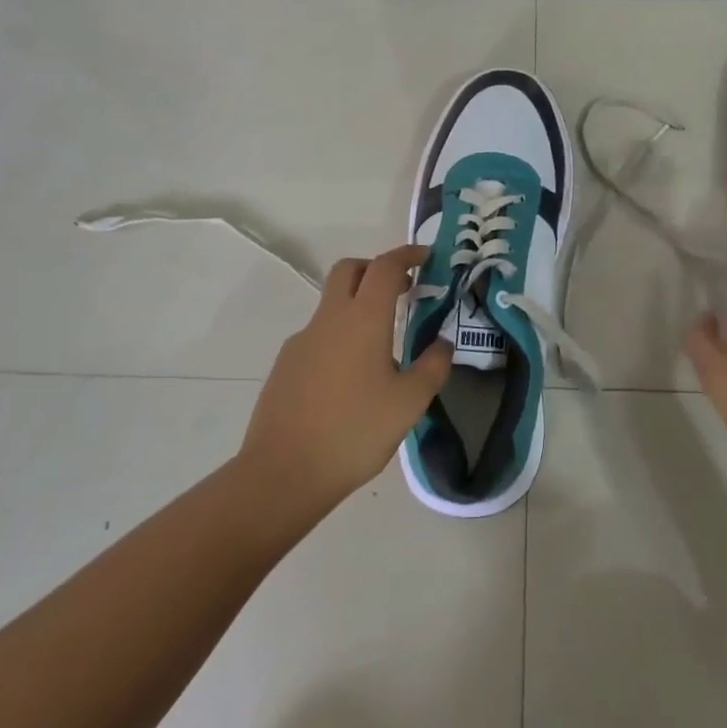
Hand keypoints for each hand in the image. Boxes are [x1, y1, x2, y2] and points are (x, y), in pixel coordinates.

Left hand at [238, 244, 452, 510]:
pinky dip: (340, 336)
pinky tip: (351, 377)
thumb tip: (442, 343)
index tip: (426, 257)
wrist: (283, 472)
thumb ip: (432, 366)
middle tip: (402, 289)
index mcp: (363, 319)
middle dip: (376, 269)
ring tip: (382, 344)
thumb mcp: (409, 403)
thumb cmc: (355, 432)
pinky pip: (318, 335)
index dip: (407, 255)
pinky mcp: (286, 364)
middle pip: (350, 270)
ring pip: (332, 303)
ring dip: (358, 305)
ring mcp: (302, 340)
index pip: (385, 266)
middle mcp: (329, 319)